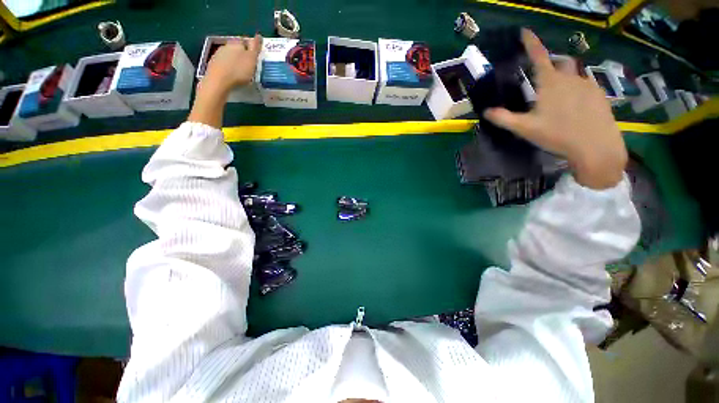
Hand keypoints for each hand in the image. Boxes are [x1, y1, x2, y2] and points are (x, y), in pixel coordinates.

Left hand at [201, 34, 261, 96]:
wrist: (218, 81)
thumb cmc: (239, 71)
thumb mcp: (252, 59)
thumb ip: (255, 48)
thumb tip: (258, 36)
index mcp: (237, 43)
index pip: (246, 41)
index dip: (251, 48)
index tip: (255, 57)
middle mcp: (226, 46)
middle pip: (237, 48)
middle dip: (243, 55)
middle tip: (249, 65)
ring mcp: (218, 55)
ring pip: (230, 56)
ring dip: (235, 61)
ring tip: (241, 72)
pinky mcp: (213, 64)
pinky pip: (224, 64)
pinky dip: (229, 68)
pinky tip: (232, 75)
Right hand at [483, 29, 627, 189]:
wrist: (595, 145)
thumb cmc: (557, 134)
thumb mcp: (524, 128)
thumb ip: (504, 118)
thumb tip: (486, 112)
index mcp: (550, 83)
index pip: (538, 56)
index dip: (531, 43)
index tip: (525, 31)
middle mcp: (569, 78)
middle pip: (561, 62)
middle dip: (552, 64)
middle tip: (544, 77)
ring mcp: (587, 84)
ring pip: (574, 73)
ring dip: (565, 78)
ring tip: (559, 95)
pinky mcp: (599, 94)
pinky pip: (586, 84)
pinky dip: (577, 88)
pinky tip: (575, 104)